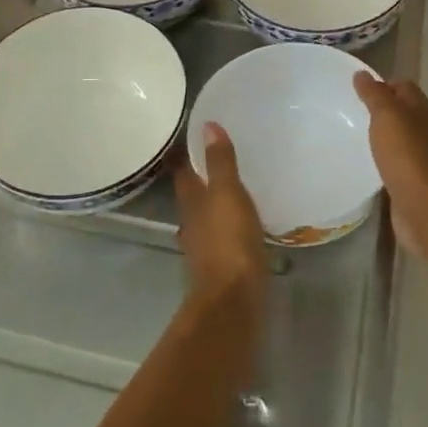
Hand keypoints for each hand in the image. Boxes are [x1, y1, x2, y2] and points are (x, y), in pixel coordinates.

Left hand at [174, 122, 268, 310]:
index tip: (197, 134)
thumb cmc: (229, 241)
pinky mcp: (222, 264)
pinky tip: (245, 220)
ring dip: (216, 201)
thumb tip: (207, 125)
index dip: (186, 152)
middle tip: (220, 155)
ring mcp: (205, 245)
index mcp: (190, 201)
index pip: (182, 169)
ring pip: (207, 214)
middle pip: (193, 193)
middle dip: (202, 175)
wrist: (234, 301)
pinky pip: (224, 234)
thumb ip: (219, 162)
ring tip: (236, 185)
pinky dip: (230, 223)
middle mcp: (192, 221)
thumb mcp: (227, 194)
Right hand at [353, 74, 427, 261]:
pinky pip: (396, 164)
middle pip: (403, 113)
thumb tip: (363, 74)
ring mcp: (423, 159)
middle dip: (380, 111)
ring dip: (382, 137)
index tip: (355, 90)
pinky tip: (365, 165)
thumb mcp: (387, 116)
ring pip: (400, 139)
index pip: (403, 87)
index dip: (382, 84)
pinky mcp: (415, 183)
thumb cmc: (408, 156)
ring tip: (352, 137)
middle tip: (349, 113)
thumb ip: (374, 95)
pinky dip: (383, 161)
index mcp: (425, 111)